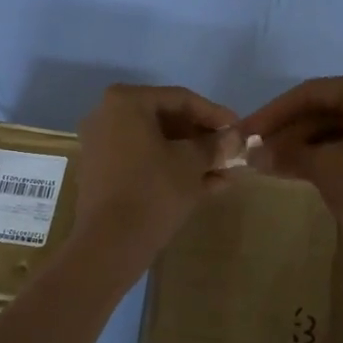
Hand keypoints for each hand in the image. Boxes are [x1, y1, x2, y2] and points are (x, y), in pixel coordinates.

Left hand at [70, 84, 239, 273]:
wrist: (110, 243)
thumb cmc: (153, 190)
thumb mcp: (192, 164)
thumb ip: (215, 145)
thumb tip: (236, 136)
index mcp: (126, 101)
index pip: (181, 99)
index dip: (215, 115)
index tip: (240, 130)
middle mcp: (108, 115)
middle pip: (167, 121)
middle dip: (203, 140)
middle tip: (232, 153)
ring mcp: (102, 145)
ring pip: (158, 145)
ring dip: (193, 159)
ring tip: (226, 174)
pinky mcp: (103, 173)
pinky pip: (144, 163)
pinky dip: (172, 171)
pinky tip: (208, 187)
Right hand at [241, 70, 342, 276]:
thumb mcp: (325, 168)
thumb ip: (286, 154)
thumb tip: (252, 153)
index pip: (311, 93)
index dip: (271, 113)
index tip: (241, 132)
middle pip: (323, 109)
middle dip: (286, 131)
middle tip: (251, 151)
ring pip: (335, 129)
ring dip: (301, 146)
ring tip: (266, 164)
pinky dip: (322, 157)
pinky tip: (295, 171)